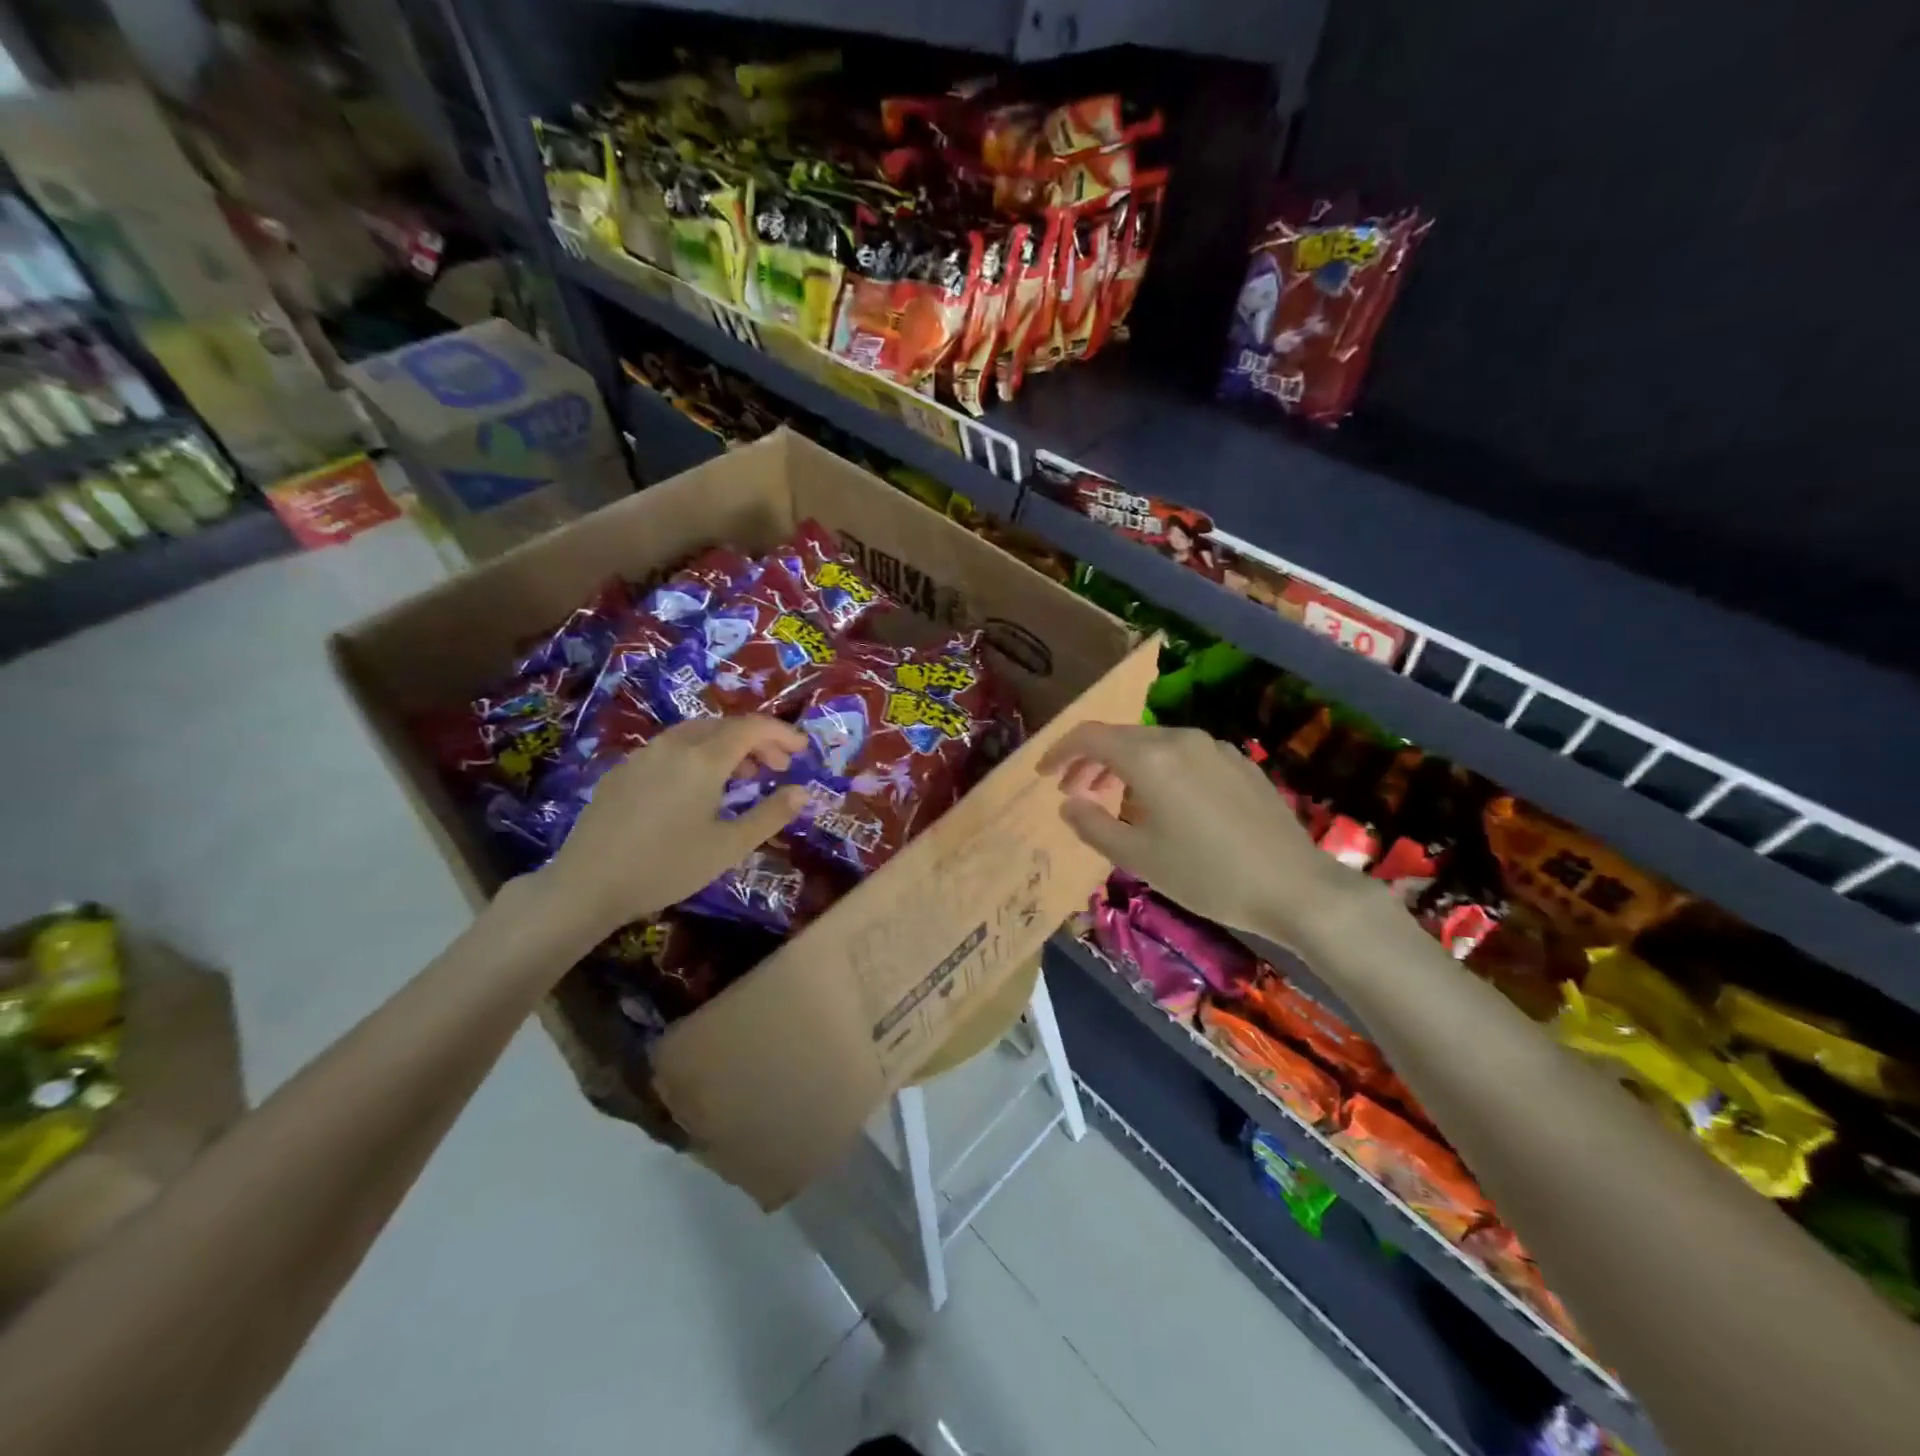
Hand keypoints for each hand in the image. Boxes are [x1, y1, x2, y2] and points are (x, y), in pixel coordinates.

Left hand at [540, 717, 811, 940]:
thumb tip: (803, 792)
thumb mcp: (728, 847)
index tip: (802, 750)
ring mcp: (643, 755)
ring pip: (695, 734)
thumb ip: (770, 815)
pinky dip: (697, 755)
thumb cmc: (667, 867)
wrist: (587, 885)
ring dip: (727, 746)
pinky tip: (696, 788)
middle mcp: (673, 746)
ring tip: (742, 777)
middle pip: (724, 726)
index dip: (781, 733)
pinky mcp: (621, 771)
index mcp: (704, 759)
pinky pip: (670, 748)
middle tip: (778, 767)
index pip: (752, 728)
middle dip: (757, 740)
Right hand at [1037, 722, 1360, 943]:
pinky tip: (1164, 805)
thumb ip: (1092, 825)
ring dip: (1123, 767)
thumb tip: (1068, 805)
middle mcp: (1180, 739)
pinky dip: (1158, 771)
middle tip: (1074, 794)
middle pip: (1120, 738)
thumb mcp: (1138, 858)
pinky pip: (1183, 756)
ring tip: (1114, 802)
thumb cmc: (1206, 875)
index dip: (1059, 752)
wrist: (1295, 887)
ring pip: (1153, 745)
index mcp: (1150, 757)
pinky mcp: (1238, 763)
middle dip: (1090, 762)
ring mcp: (1214, 748)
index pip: (1089, 736)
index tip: (1045, 775)